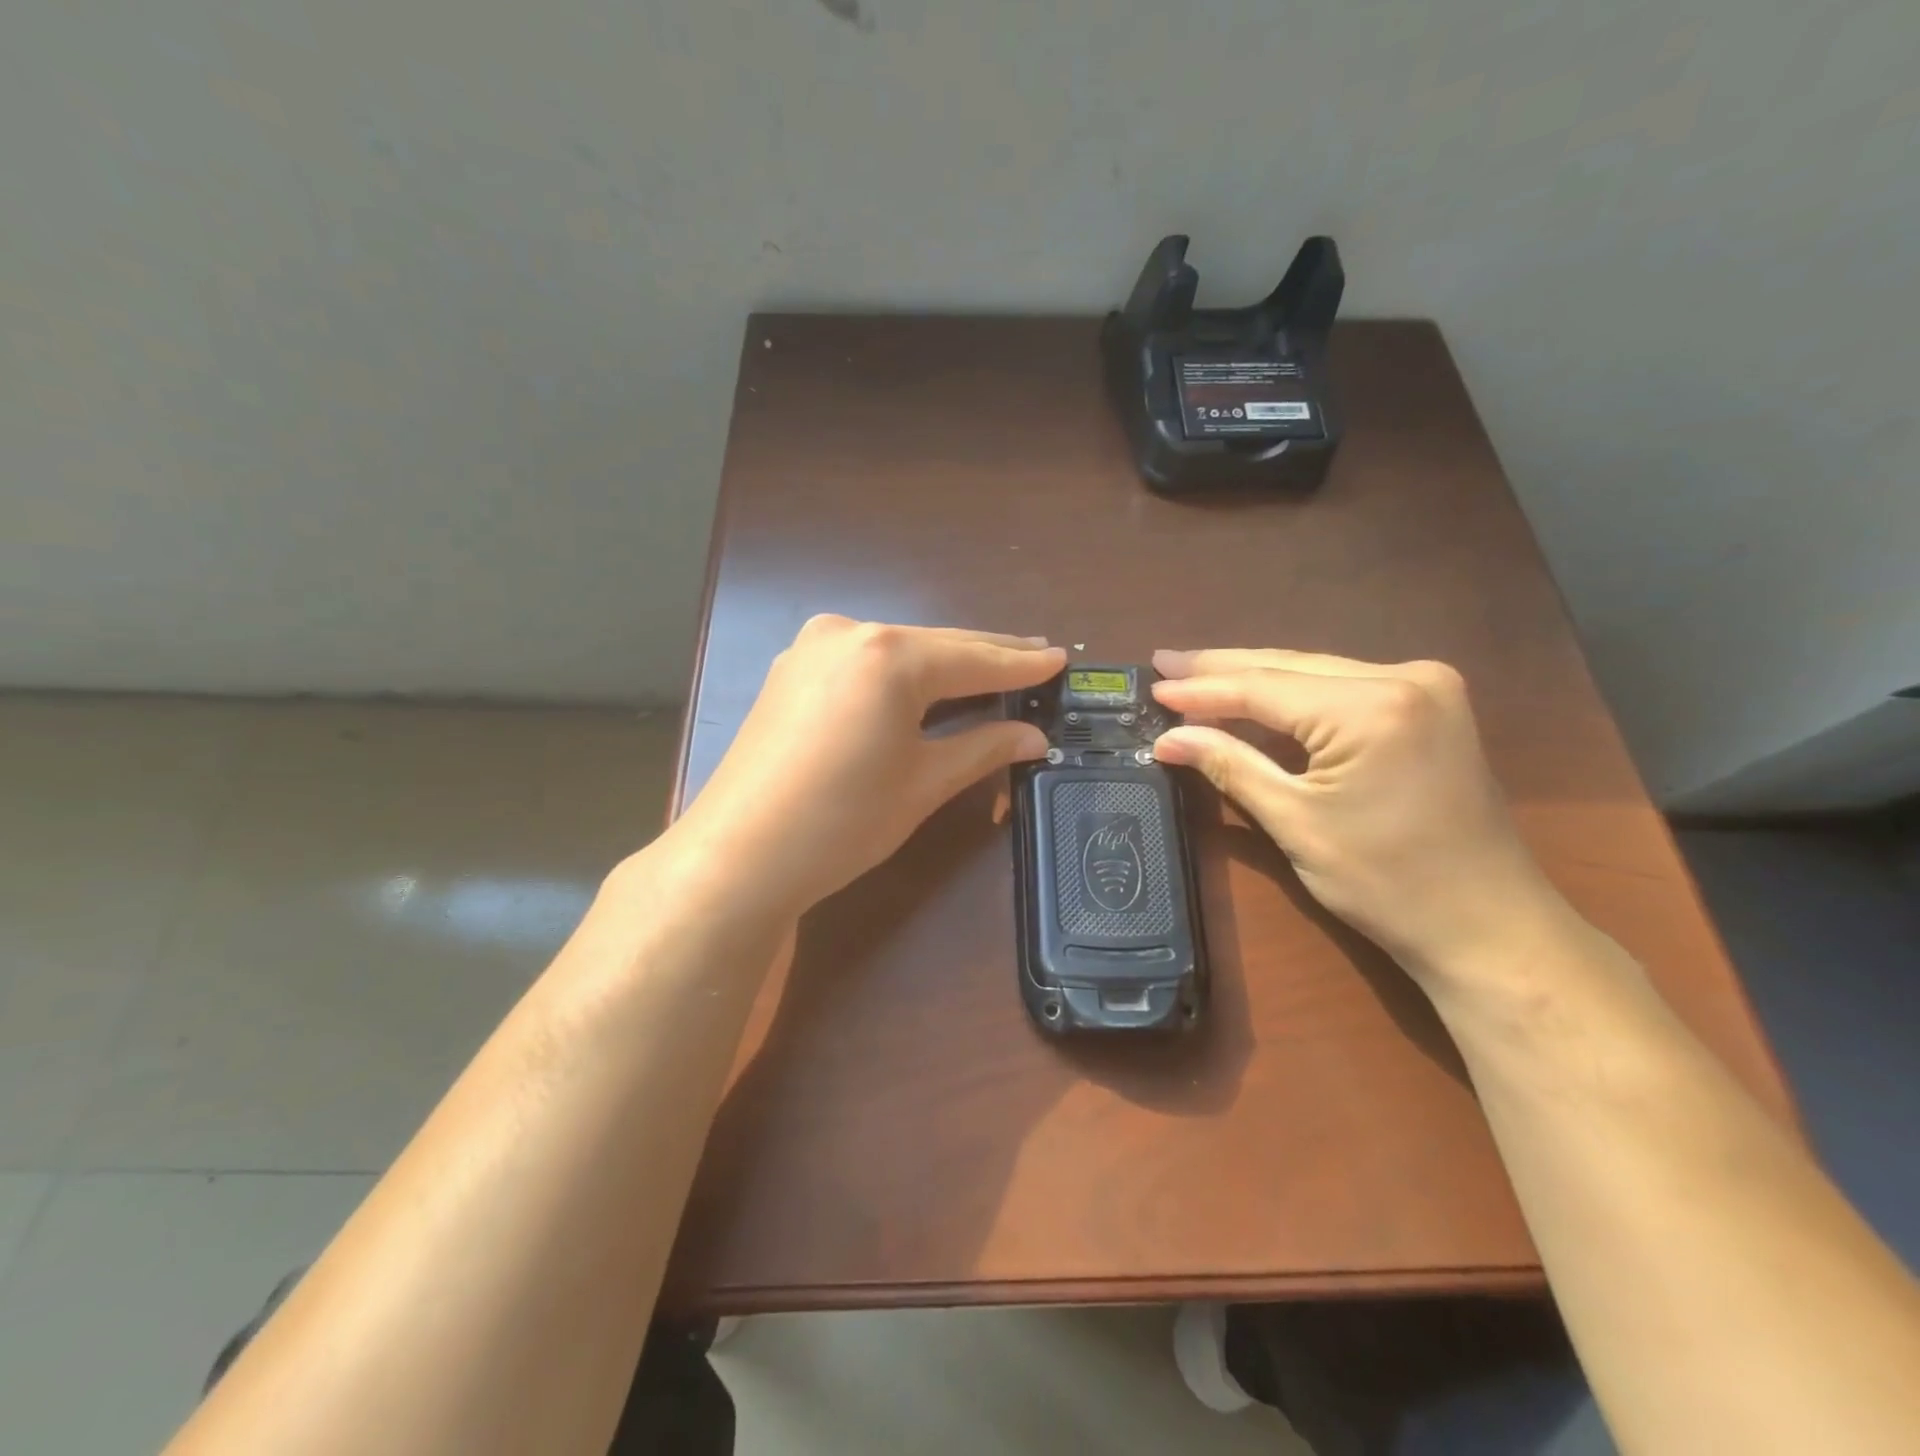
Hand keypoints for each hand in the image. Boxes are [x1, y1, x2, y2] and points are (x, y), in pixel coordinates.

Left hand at [668, 616, 1064, 917]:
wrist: (740, 854)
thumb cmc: (843, 820)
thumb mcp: (923, 783)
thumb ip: (983, 748)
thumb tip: (1034, 737)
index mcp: (889, 655)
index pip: (973, 659)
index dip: (1021, 666)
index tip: (1061, 660)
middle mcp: (850, 632)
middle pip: (936, 645)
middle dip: (987, 656)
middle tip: (1036, 656)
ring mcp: (813, 647)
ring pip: (898, 651)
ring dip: (944, 663)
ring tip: (992, 668)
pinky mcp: (792, 669)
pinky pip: (864, 662)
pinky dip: (900, 673)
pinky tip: (925, 684)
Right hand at [1150, 649, 1569, 987]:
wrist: (1488, 925)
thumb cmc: (1387, 883)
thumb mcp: (1295, 822)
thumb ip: (1230, 766)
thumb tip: (1168, 738)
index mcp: (1372, 707)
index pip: (1264, 688)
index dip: (1202, 690)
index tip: (1153, 685)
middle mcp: (1405, 677)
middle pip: (1289, 667)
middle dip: (1223, 669)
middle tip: (1165, 662)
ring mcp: (1426, 686)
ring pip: (1315, 672)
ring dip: (1255, 679)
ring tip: (1195, 674)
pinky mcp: (1430, 704)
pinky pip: (1342, 686)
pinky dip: (1293, 695)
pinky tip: (1254, 695)